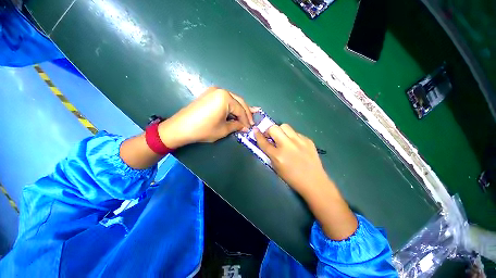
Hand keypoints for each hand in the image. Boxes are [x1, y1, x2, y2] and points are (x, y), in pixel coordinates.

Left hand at [158, 87, 254, 148]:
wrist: (180, 127)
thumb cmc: (203, 129)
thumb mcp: (223, 129)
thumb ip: (237, 126)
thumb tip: (245, 127)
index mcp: (225, 98)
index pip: (241, 110)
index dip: (246, 120)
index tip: (250, 127)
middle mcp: (221, 90)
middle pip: (239, 102)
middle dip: (246, 112)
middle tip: (251, 121)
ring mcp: (214, 91)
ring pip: (233, 100)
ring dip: (240, 108)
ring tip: (247, 116)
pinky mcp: (209, 94)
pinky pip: (225, 100)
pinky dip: (231, 107)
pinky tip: (235, 111)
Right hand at [254, 124, 328, 195]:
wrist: (314, 181)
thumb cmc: (292, 177)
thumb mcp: (276, 167)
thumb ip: (270, 154)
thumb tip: (266, 142)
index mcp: (278, 156)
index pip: (264, 142)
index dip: (258, 135)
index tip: (255, 130)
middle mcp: (287, 146)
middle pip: (274, 128)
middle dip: (269, 130)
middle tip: (271, 136)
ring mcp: (299, 141)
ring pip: (285, 126)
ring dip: (281, 131)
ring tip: (283, 138)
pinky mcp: (308, 140)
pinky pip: (296, 133)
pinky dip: (292, 136)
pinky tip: (295, 144)